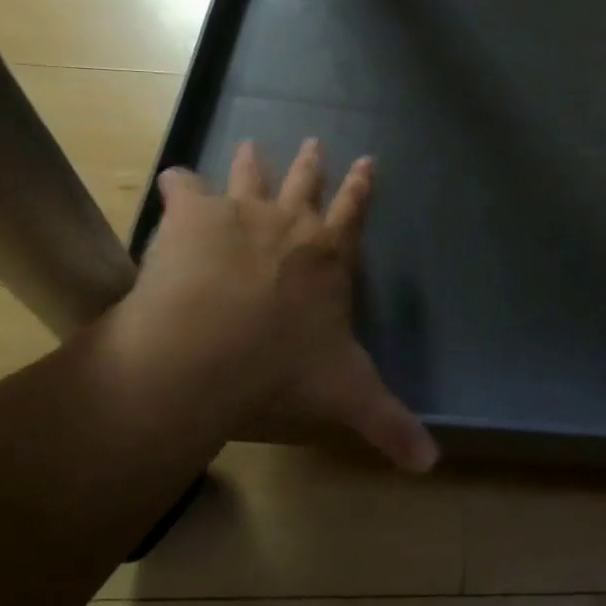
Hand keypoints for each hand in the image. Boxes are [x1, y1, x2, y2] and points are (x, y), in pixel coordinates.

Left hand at [95, 139, 436, 473]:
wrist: (208, 353)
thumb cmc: (283, 371)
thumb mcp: (346, 396)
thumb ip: (389, 423)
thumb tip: (432, 464)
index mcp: (329, 257)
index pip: (354, 213)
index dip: (362, 188)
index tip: (368, 161)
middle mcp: (292, 225)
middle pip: (306, 184)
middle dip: (313, 164)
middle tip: (315, 141)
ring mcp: (242, 214)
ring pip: (251, 177)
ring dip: (253, 162)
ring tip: (252, 144)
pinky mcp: (193, 216)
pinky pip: (185, 188)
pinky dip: (179, 183)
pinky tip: (173, 177)